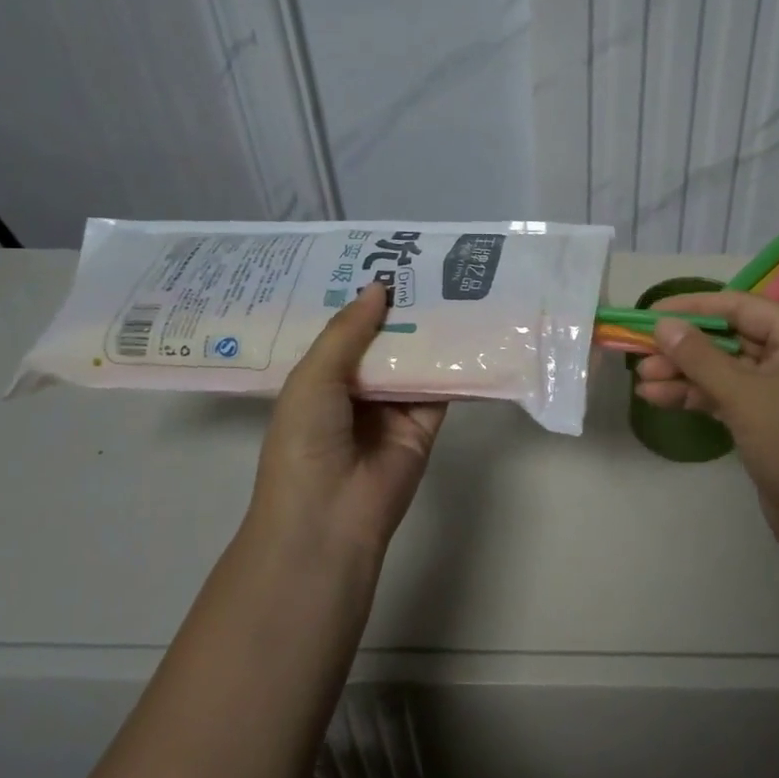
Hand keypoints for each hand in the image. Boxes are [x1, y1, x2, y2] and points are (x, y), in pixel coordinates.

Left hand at [248, 283, 446, 557]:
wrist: (329, 517)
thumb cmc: (305, 442)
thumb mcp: (313, 378)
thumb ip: (348, 331)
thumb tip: (380, 286)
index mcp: (320, 378)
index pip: (344, 330)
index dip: (361, 298)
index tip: (383, 259)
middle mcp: (357, 388)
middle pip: (384, 340)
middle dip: (401, 307)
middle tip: (426, 262)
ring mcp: (393, 406)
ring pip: (415, 359)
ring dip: (430, 329)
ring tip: (454, 283)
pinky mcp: (425, 424)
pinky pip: (443, 387)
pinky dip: (456, 363)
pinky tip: (473, 328)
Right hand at [635, 290, 778, 558]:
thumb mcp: (743, 395)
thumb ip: (699, 356)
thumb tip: (662, 324)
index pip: (739, 306)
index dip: (692, 307)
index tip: (651, 312)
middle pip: (729, 338)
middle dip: (683, 347)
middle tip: (640, 354)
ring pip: (724, 369)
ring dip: (684, 374)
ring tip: (641, 380)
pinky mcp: (768, 418)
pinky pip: (728, 395)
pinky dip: (697, 396)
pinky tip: (658, 399)